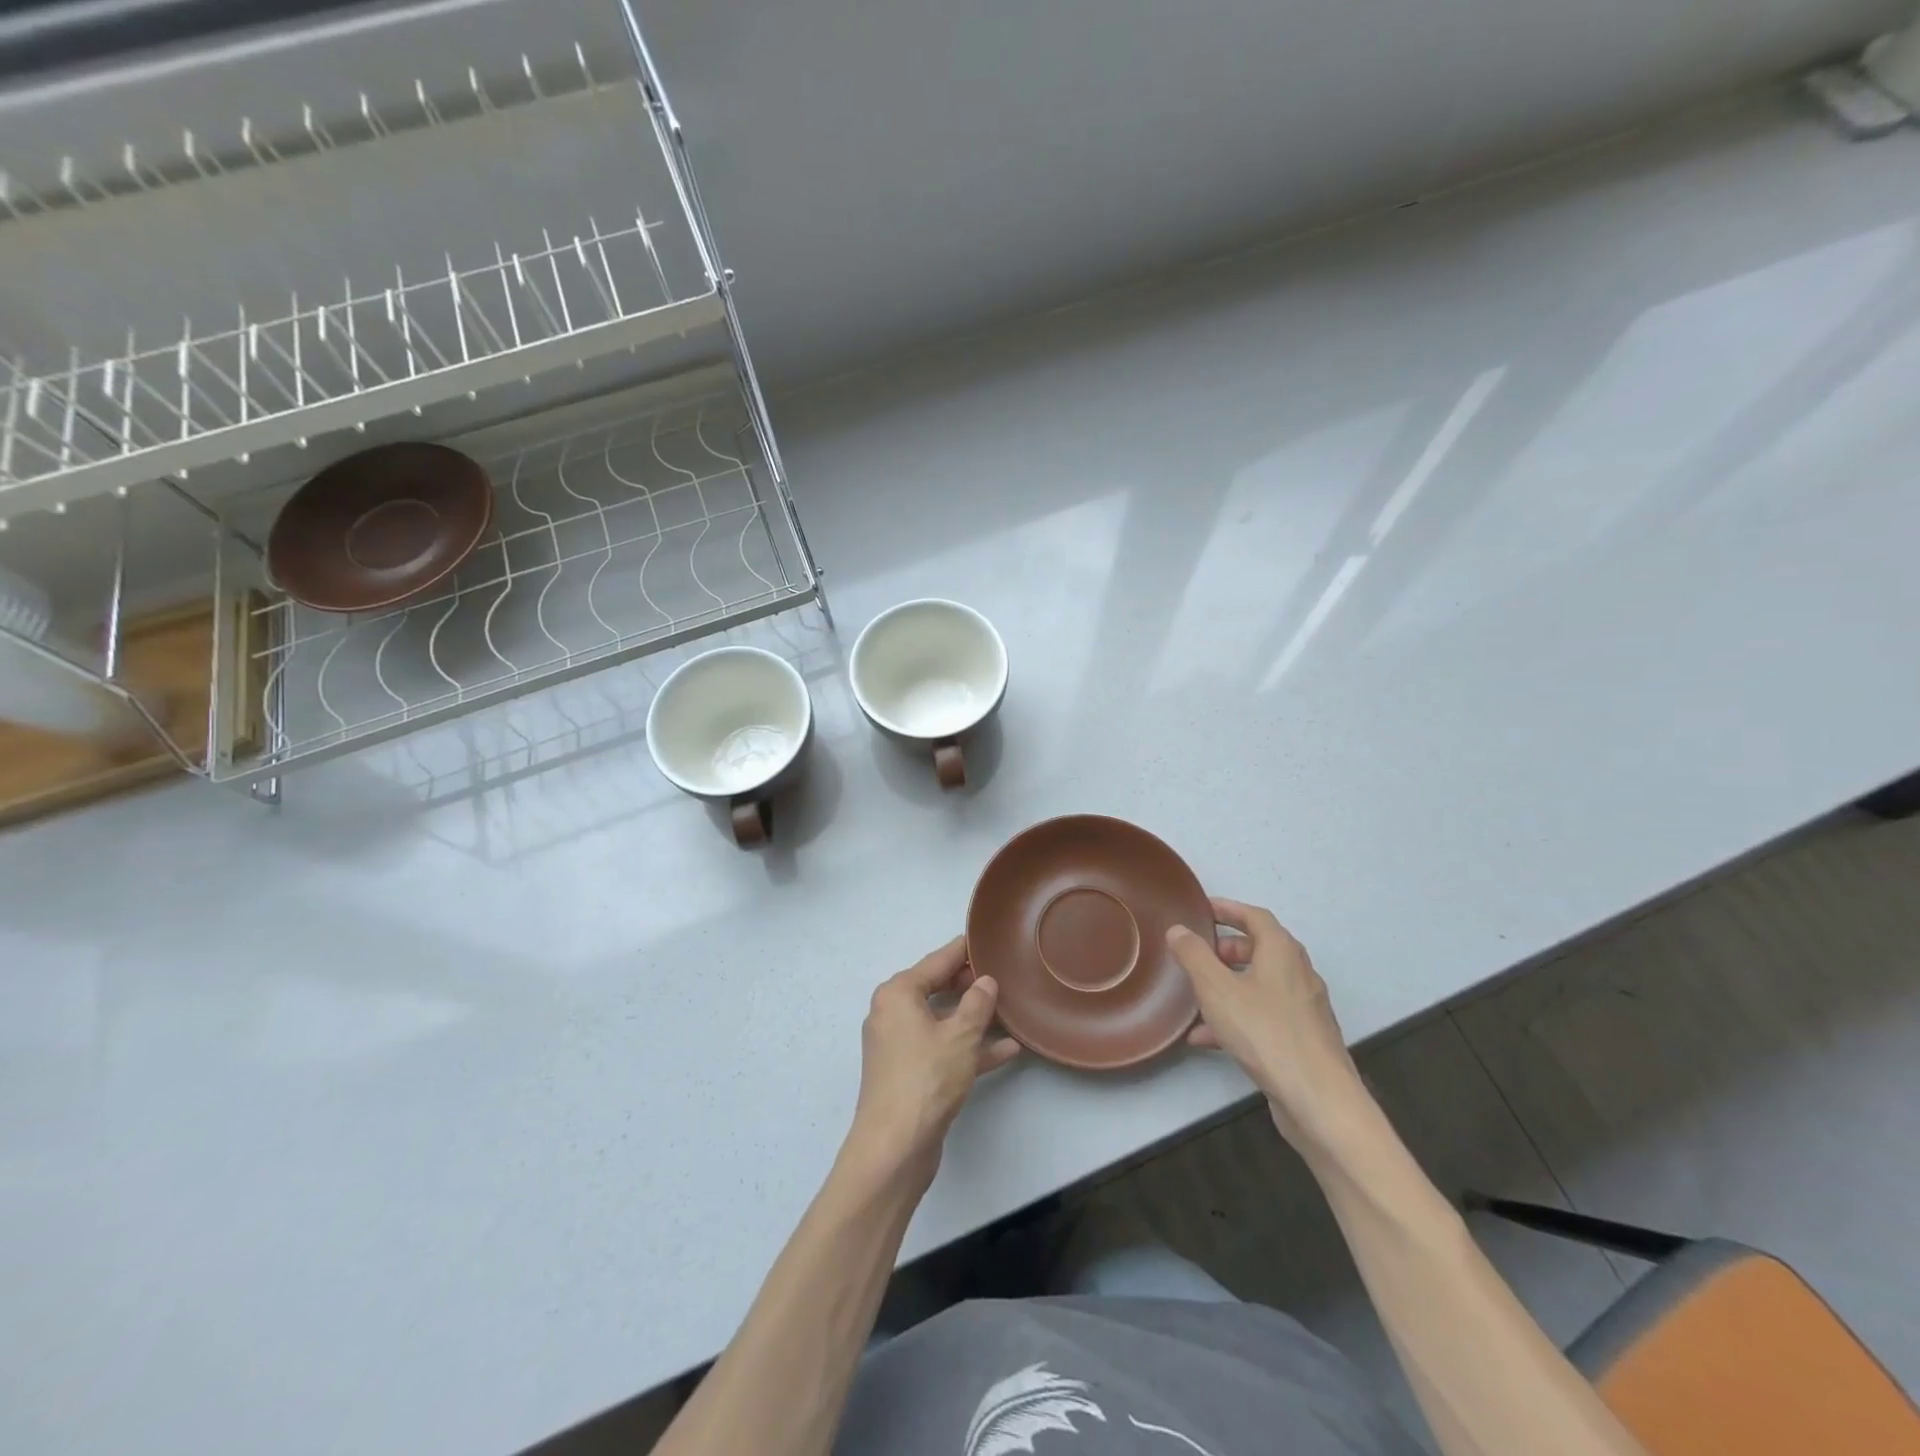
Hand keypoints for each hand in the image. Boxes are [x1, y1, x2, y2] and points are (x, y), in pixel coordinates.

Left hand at [845, 937, 1020, 1186]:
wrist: (894, 1147)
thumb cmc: (926, 1079)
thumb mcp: (960, 1036)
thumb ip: (977, 1003)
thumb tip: (985, 981)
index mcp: (898, 994)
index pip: (936, 961)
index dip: (963, 950)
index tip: (985, 938)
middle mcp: (893, 1013)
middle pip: (937, 987)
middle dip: (969, 984)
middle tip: (1003, 975)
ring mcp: (899, 1045)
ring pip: (942, 1020)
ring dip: (974, 1018)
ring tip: (1009, 1010)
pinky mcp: (908, 1073)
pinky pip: (942, 1047)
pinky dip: (968, 1047)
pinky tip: (1006, 1049)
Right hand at [1167, 899, 1370, 1154]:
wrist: (1318, 1099)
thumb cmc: (1265, 1032)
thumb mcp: (1216, 989)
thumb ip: (1194, 955)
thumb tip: (1178, 930)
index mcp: (1282, 952)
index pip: (1255, 917)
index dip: (1228, 909)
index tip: (1203, 910)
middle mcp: (1299, 974)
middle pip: (1261, 949)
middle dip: (1228, 949)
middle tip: (1199, 953)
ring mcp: (1304, 1009)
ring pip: (1261, 985)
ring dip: (1229, 985)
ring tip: (1197, 995)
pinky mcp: (1303, 1039)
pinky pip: (1264, 1016)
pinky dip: (1237, 1017)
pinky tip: (1207, 1038)